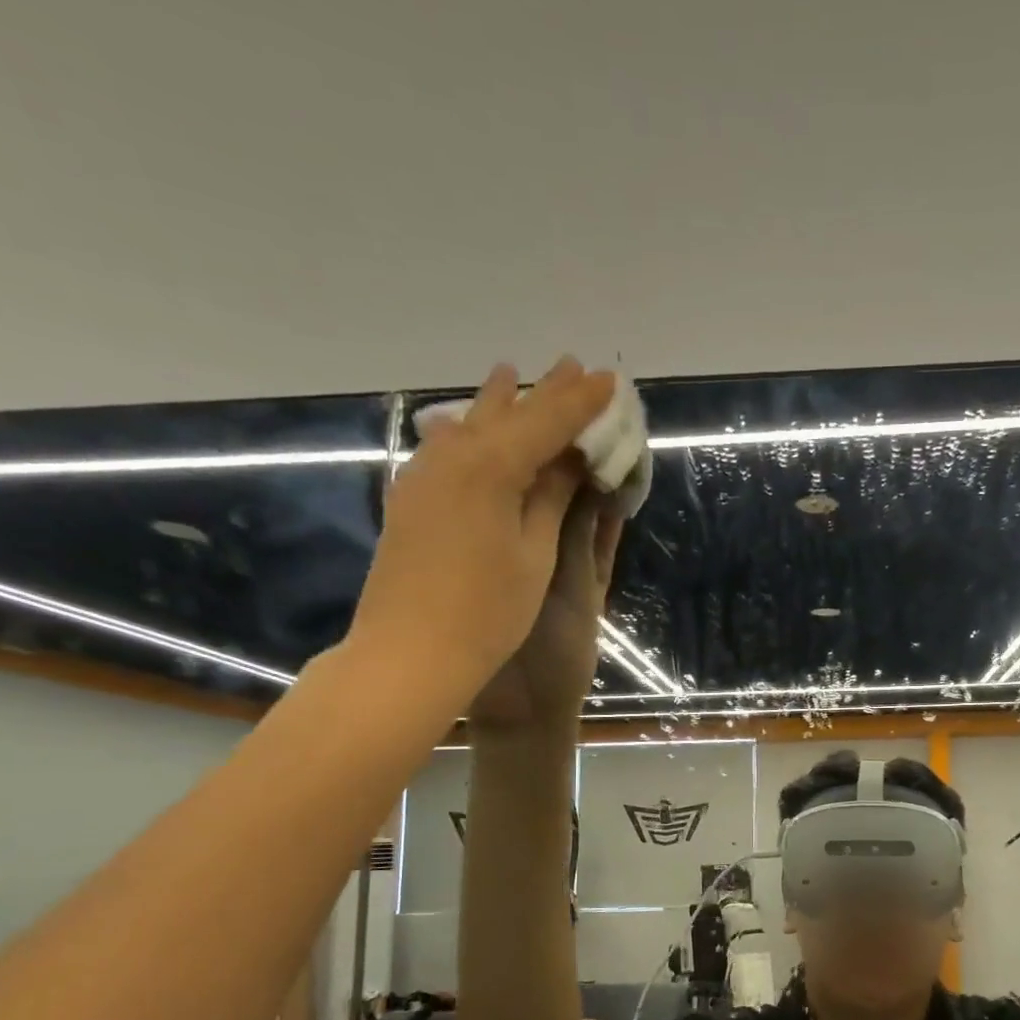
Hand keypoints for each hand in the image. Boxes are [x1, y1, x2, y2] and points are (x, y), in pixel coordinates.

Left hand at [342, 358, 614, 724]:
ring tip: (513, 376)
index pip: (547, 421)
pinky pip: (447, 448)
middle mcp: (453, 458)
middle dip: (543, 392)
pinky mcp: (411, 499)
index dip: (582, 401)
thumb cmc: (487, 612)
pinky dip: (471, 432)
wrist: (409, 653)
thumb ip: (550, 497)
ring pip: (469, 425)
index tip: (611, 379)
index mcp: (492, 467)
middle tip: (572, 367)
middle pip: (506, 413)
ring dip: (499, 404)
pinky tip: (472, 428)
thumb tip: (569, 458)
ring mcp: (424, 476)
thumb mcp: (534, 554)